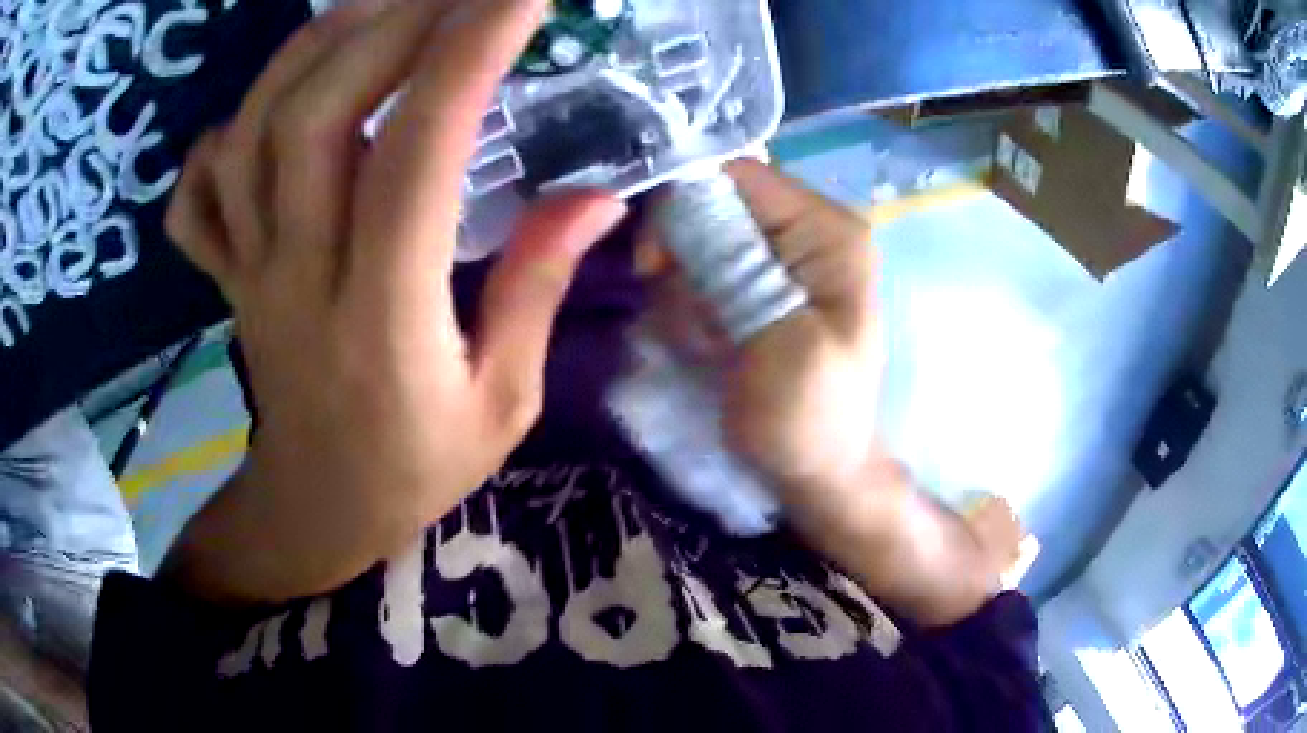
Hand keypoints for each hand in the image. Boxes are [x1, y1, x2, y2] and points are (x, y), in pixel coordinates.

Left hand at [163, 0, 624, 603]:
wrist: (317, 513)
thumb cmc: (415, 470)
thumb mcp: (505, 402)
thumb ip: (539, 288)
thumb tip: (600, 197)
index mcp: (384, 318)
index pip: (418, 156)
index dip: (469, 57)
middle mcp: (300, 278)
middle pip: (315, 119)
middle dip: (390, 26)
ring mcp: (248, 273)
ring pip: (250, 137)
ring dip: (309, 51)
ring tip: (370, 7)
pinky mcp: (225, 278)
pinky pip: (199, 195)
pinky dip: (221, 134)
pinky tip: (265, 107)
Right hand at [643, 163, 1004, 625]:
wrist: (814, 470)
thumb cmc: (809, 417)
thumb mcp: (782, 344)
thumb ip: (739, 265)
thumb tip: (681, 197)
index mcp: (827, 230)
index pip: (736, 174)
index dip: (684, 207)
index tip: (655, 267)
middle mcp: (804, 229)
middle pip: (709, 204)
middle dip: (684, 262)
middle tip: (696, 322)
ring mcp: (776, 257)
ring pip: (693, 241)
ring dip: (684, 294)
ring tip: (710, 346)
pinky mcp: (753, 284)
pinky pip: (695, 273)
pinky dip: (687, 308)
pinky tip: (707, 347)